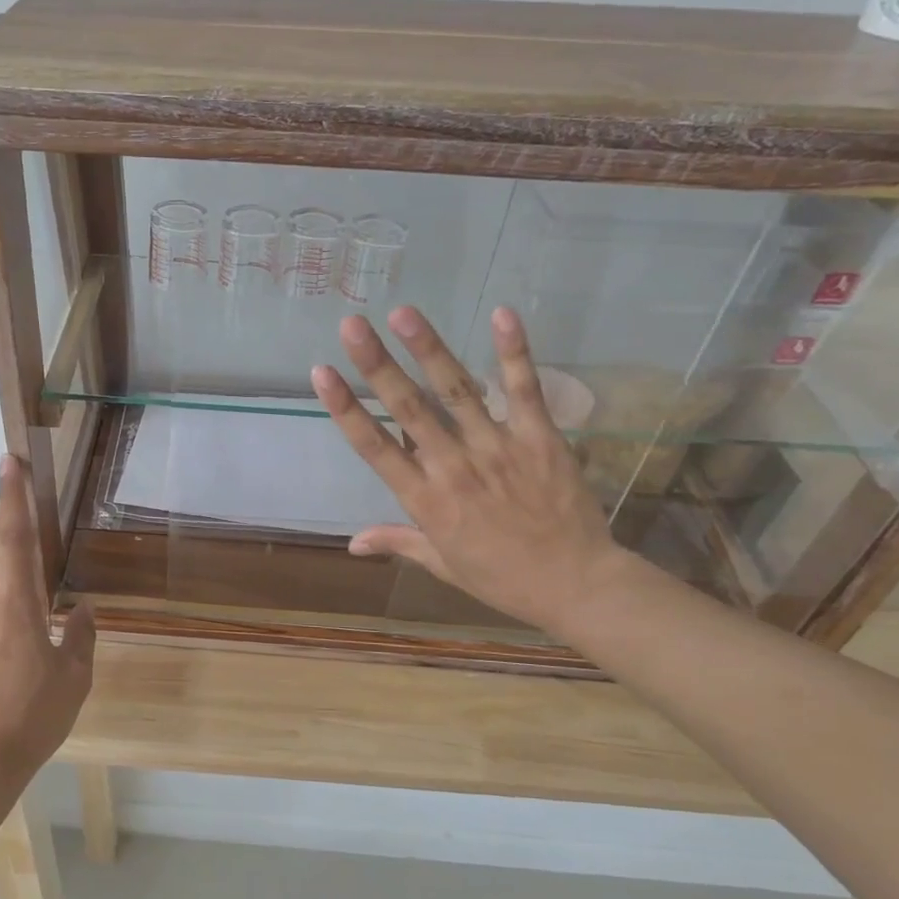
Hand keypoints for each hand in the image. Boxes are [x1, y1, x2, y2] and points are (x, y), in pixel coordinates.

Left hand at [0, 455, 96, 787]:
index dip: (14, 495)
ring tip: (19, 583)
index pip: (15, 536)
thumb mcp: (74, 679)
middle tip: (29, 532)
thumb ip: (80, 636)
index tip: (9, 460)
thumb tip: (82, 609)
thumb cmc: (34, 717)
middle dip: (7, 530)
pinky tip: (2, 624)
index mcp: (18, 604)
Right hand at [311, 305, 629, 637]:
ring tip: (404, 313)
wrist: (576, 585)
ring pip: (457, 391)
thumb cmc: (502, 577)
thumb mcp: (443, 564)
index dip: (346, 408)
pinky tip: (502, 314)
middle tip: (352, 325)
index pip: (375, 447)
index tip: (322, 372)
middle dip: (377, 365)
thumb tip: (352, 542)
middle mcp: (454, 467)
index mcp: (426, 500)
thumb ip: (398, 541)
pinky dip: (514, 352)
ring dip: (429, 349)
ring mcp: (498, 448)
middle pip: (409, 408)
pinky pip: (524, 390)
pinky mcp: (540, 438)